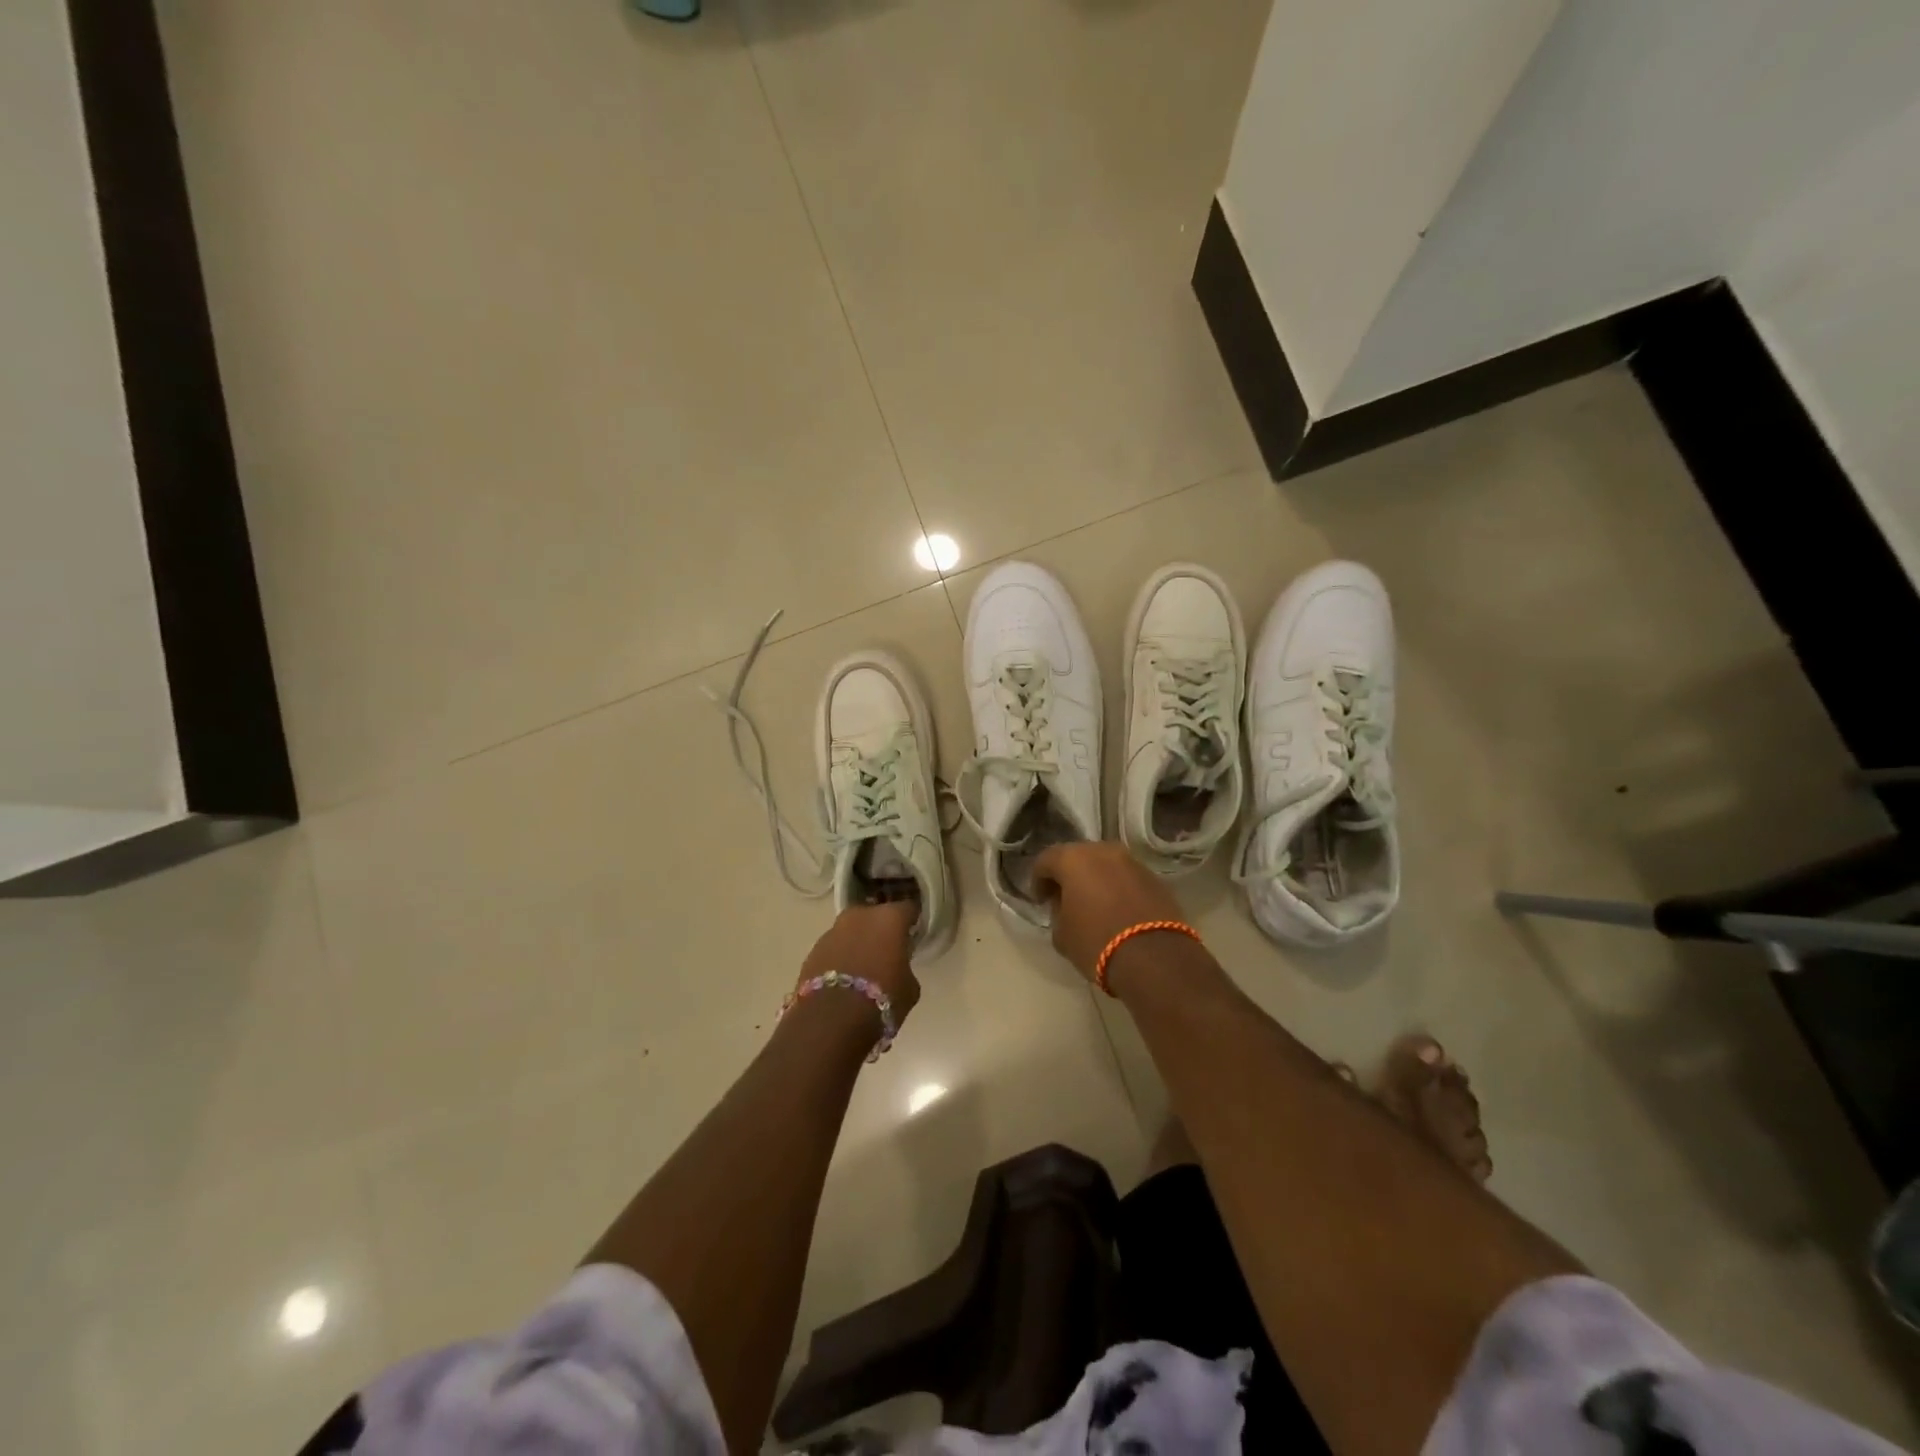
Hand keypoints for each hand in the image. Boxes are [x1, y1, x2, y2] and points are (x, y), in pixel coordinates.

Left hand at [797, 901, 920, 1024]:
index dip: (911, 921)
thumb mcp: (909, 987)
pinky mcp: (813, 949)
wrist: (831, 1019)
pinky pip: (834, 949)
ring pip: (851, 931)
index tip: (913, 933)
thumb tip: (898, 967)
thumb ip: (905, 968)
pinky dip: (840, 958)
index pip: (908, 909)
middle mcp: (860, 915)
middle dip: (880, 929)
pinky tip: (844, 979)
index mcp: (890, 918)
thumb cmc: (882, 998)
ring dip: (857, 943)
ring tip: (862, 968)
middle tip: (886, 951)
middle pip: (875, 915)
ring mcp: (833, 930)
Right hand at [1032, 841, 1186, 982]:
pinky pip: (1126, 878)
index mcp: (1074, 859)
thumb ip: (1058, 913)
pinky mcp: (1155, 878)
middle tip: (1064, 899)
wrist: (1154, 958)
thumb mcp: (1062, 934)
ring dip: (1096, 880)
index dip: (1038, 880)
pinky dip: (1118, 889)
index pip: (1046, 860)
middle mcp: (1104, 851)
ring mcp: (1132, 862)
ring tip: (1093, 905)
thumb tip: (1065, 906)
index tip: (1040, 901)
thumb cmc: (1096, 942)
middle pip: (1078, 857)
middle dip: (1069, 876)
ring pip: (1106, 865)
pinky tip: (1117, 911)